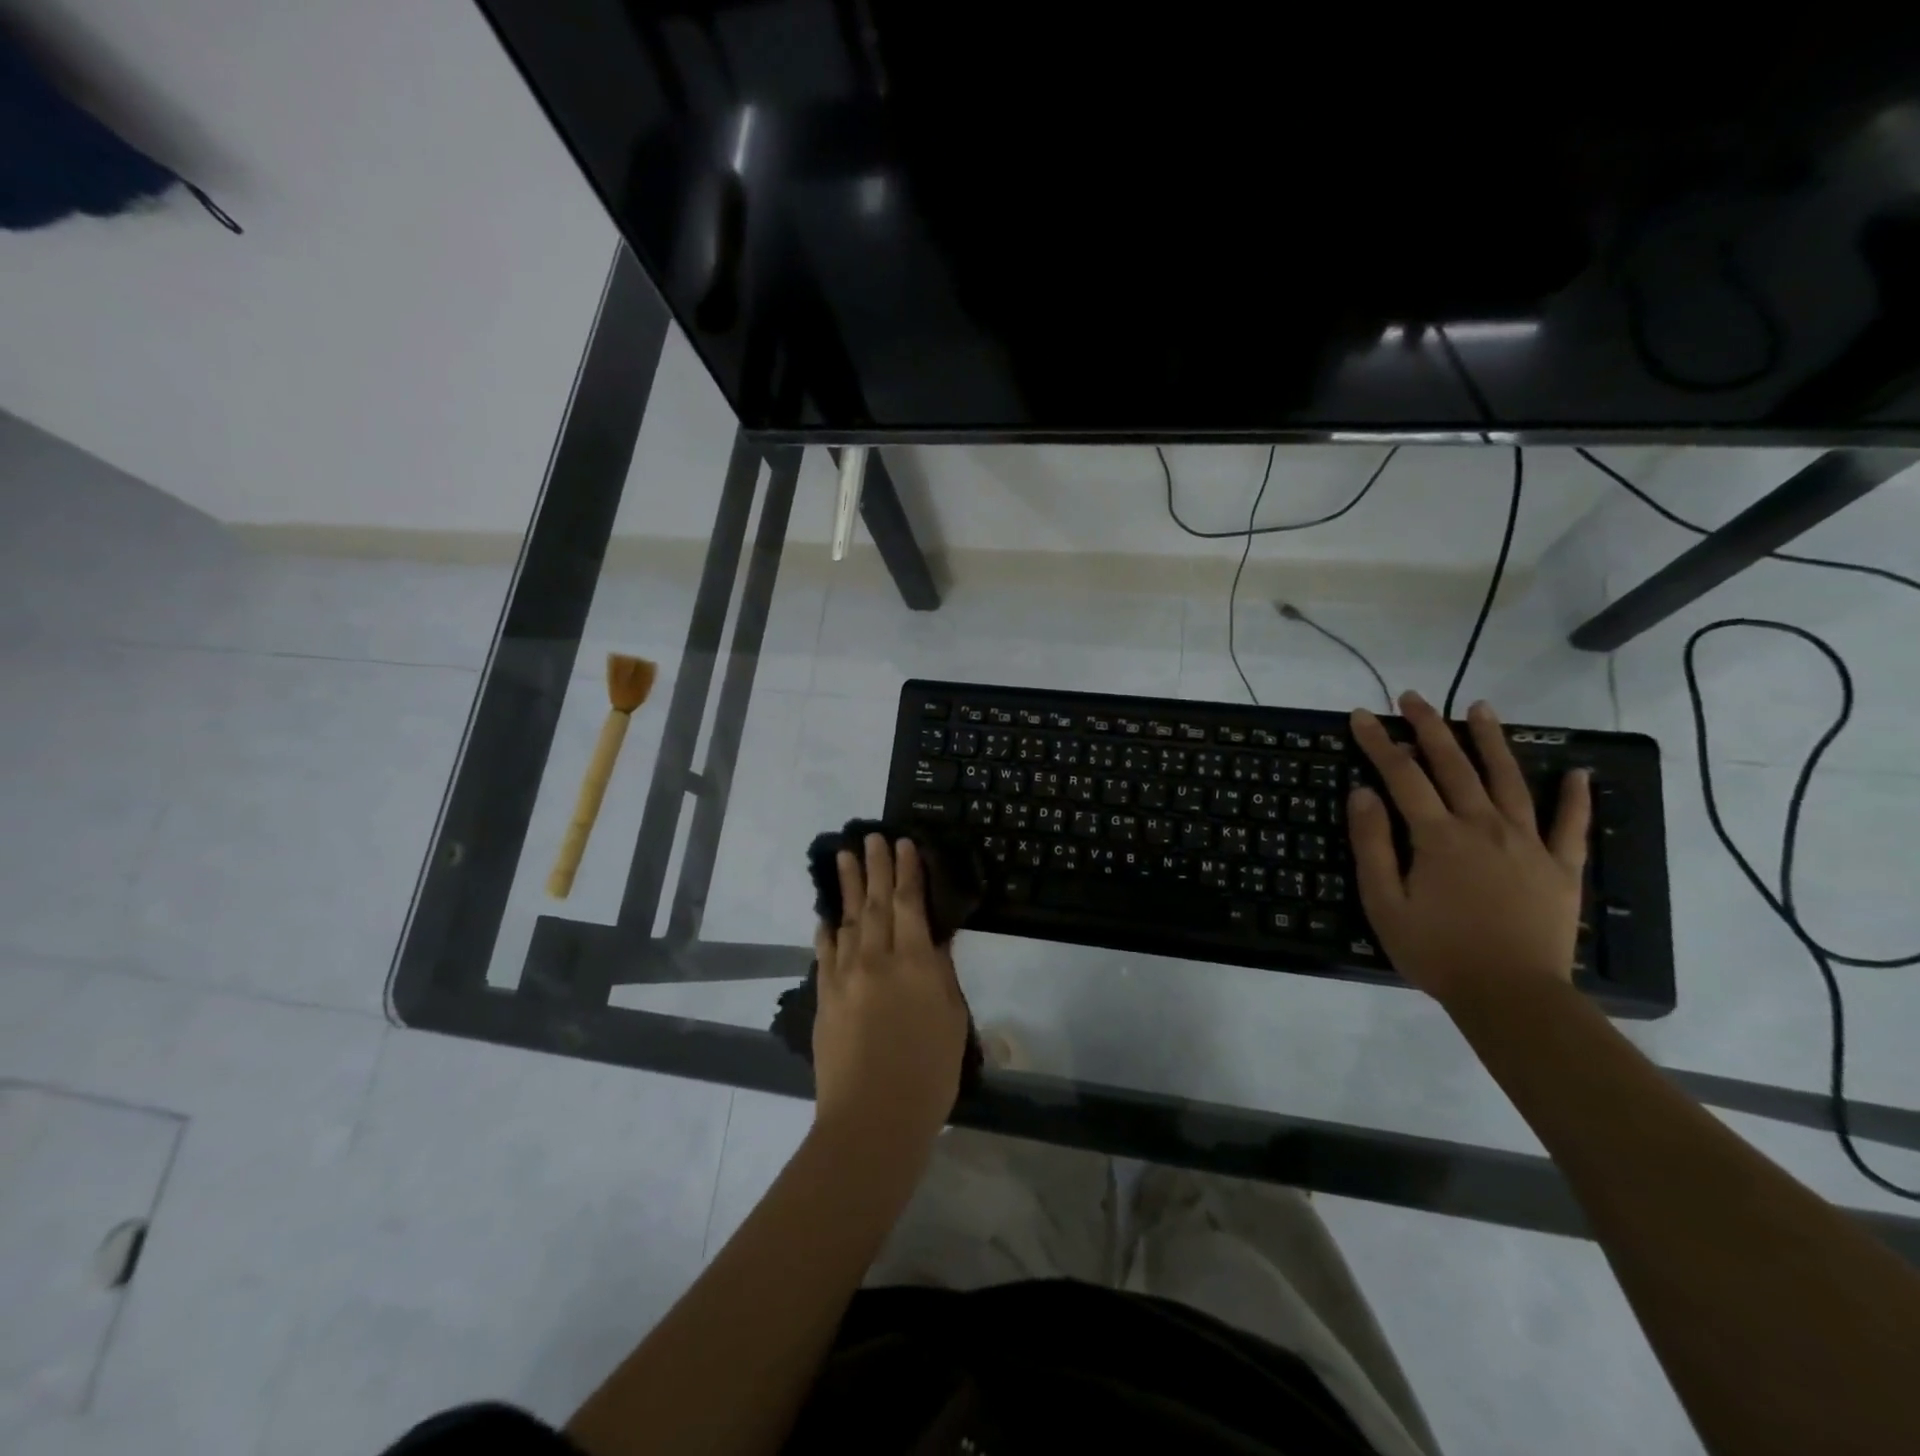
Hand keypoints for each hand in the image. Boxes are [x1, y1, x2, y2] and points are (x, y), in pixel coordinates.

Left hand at [811, 834, 969, 1155]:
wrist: (872, 1119)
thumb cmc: (928, 1074)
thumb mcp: (951, 1020)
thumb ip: (941, 974)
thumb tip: (934, 939)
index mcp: (915, 963)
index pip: (909, 904)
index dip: (907, 871)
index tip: (903, 844)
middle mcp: (877, 959)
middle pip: (875, 903)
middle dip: (875, 867)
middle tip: (872, 837)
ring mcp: (845, 976)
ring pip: (846, 919)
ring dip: (846, 886)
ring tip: (845, 856)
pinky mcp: (824, 996)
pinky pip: (824, 952)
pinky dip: (826, 929)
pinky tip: (826, 915)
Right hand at [1347, 692, 1590, 1007]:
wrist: (1512, 996)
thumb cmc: (1437, 951)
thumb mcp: (1384, 902)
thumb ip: (1373, 844)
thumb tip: (1363, 793)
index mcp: (1438, 836)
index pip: (1402, 775)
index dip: (1378, 742)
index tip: (1360, 716)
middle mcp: (1483, 826)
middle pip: (1454, 765)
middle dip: (1430, 726)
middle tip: (1412, 697)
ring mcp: (1527, 843)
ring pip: (1509, 780)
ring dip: (1492, 742)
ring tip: (1482, 708)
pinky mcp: (1560, 867)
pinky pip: (1569, 825)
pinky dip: (1575, 797)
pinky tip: (1577, 772)